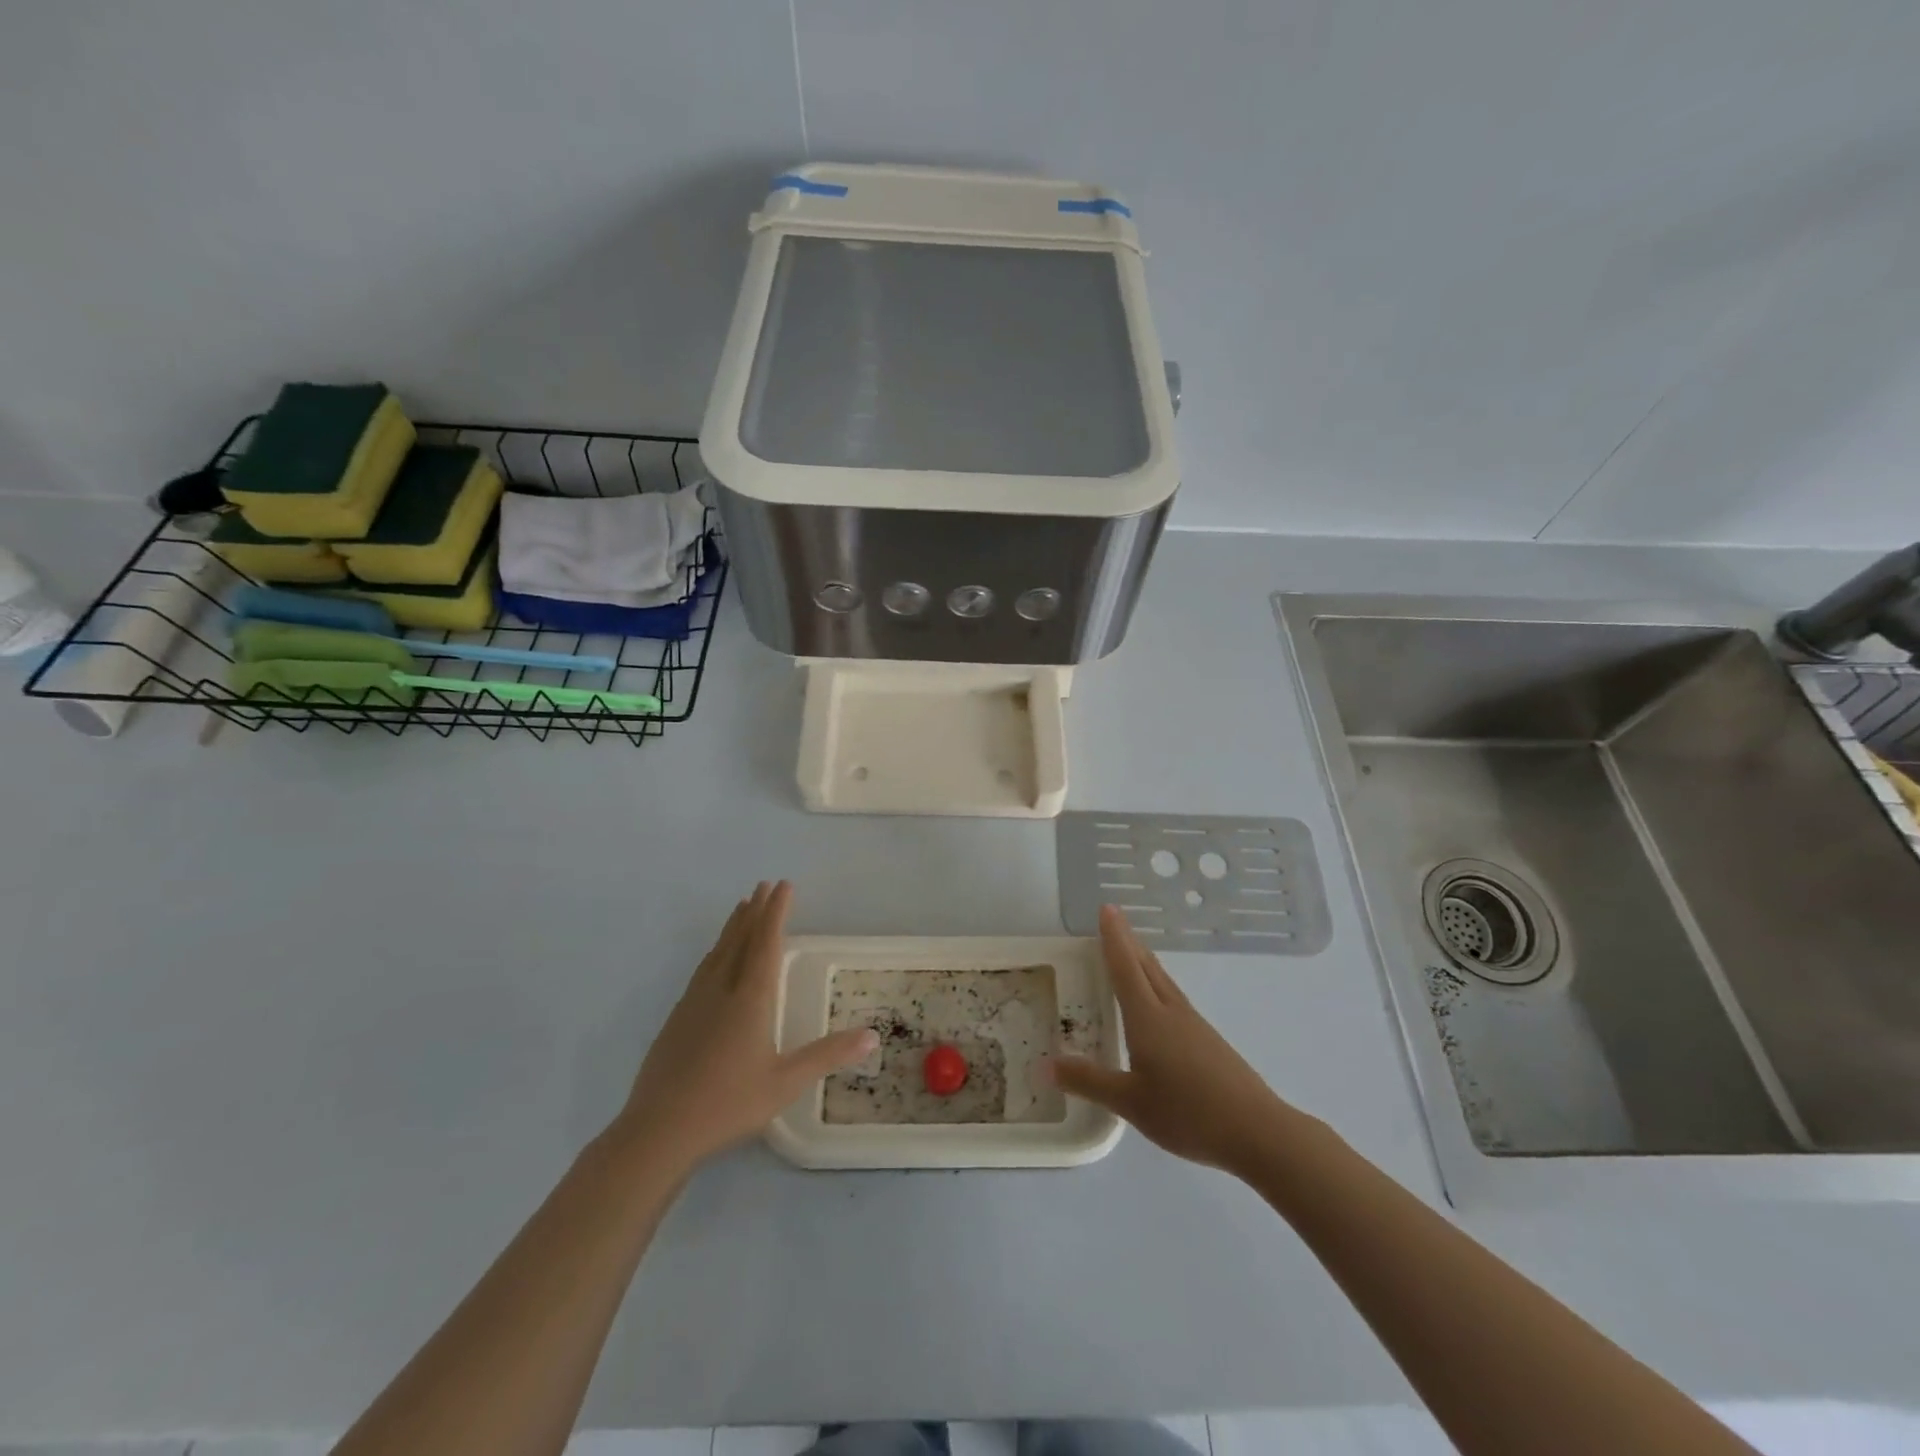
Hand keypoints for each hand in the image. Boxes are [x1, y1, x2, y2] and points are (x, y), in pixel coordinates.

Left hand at [611, 881, 875, 1173]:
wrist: (658, 1131)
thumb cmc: (728, 1104)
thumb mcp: (786, 1082)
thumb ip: (828, 1055)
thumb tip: (873, 1035)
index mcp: (750, 999)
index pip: (766, 943)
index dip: (776, 912)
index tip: (783, 885)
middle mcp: (720, 990)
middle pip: (740, 940)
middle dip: (755, 911)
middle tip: (764, 886)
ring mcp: (693, 1003)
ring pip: (717, 952)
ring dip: (733, 928)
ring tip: (741, 909)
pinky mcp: (675, 1020)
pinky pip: (702, 971)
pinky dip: (715, 952)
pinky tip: (713, 962)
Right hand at [1051, 904, 1295, 1174]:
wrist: (1257, 1131)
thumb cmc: (1188, 1113)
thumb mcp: (1130, 1102)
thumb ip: (1089, 1082)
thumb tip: (1046, 1064)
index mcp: (1148, 1018)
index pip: (1125, 968)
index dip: (1114, 938)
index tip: (1107, 908)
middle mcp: (1171, 1012)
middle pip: (1146, 966)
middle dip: (1128, 941)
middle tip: (1114, 918)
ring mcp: (1193, 1025)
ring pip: (1163, 981)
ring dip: (1144, 960)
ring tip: (1132, 951)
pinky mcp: (1208, 1041)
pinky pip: (1173, 998)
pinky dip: (1157, 984)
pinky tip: (1158, 1001)